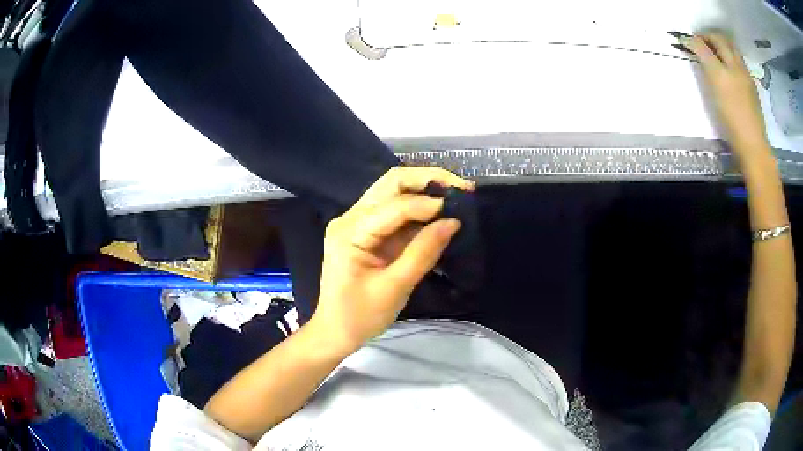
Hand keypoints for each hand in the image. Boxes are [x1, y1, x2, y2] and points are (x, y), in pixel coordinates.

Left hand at [311, 167, 474, 353]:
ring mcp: (358, 223)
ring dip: (425, 191)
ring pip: (394, 192)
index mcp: (350, 231)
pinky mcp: (368, 232)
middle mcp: (351, 218)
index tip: (460, 208)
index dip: (427, 204)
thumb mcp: (395, 288)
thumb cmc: (360, 316)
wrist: (336, 332)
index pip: (393, 206)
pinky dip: (420, 210)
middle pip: (391, 184)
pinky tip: (440, 213)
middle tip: (462, 188)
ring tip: (457, 196)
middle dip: (428, 180)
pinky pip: (396, 212)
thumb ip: (423, 252)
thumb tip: (453, 222)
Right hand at [685, 33, 770, 160]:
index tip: (687, 41)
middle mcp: (740, 67)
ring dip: (722, 49)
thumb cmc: (732, 117)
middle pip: (725, 42)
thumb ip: (704, 57)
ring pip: (734, 55)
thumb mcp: (715, 83)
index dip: (698, 37)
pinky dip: (731, 62)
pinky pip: (740, 69)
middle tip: (699, 45)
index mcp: (730, 63)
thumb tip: (690, 41)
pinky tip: (727, 73)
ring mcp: (748, 81)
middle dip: (711, 39)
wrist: (753, 147)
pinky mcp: (752, 94)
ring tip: (713, 56)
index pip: (712, 39)